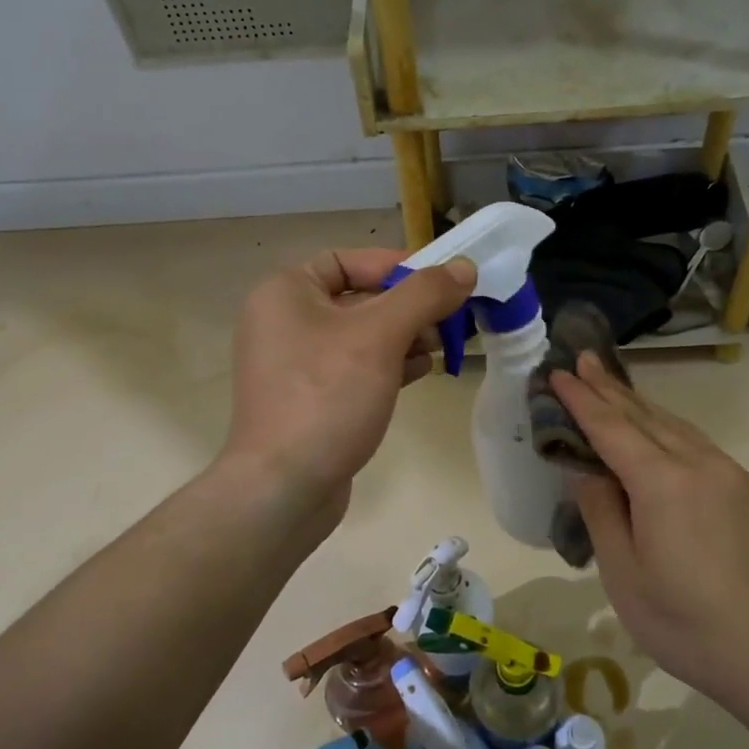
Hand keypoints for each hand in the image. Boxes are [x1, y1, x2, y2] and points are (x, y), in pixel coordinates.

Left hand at [222, 248, 475, 520]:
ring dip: (404, 337)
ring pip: (361, 336)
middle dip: (408, 307)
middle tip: (451, 319)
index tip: (440, 283)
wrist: (284, 487)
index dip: (397, 267)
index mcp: (285, 292)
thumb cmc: (327, 396)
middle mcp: (283, 322)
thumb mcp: (381, 336)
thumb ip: (424, 295)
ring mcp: (295, 365)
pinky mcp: (310, 399)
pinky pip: (354, 368)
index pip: (349, 261)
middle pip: (358, 298)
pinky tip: (422, 372)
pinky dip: (388, 365)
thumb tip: (464, 267)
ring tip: (442, 347)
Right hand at [552, 354, 748, 717]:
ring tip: (611, 386)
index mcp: (662, 483)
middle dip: (609, 387)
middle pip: (644, 415)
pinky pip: (696, 443)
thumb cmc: (688, 625)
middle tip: (581, 360)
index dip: (581, 399)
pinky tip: (657, 431)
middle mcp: (698, 464)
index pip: (611, 427)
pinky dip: (666, 427)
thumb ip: (602, 513)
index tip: (557, 373)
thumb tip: (586, 471)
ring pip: (674, 425)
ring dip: (638, 404)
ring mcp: (729, 475)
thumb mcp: (625, 575)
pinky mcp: (747, 492)